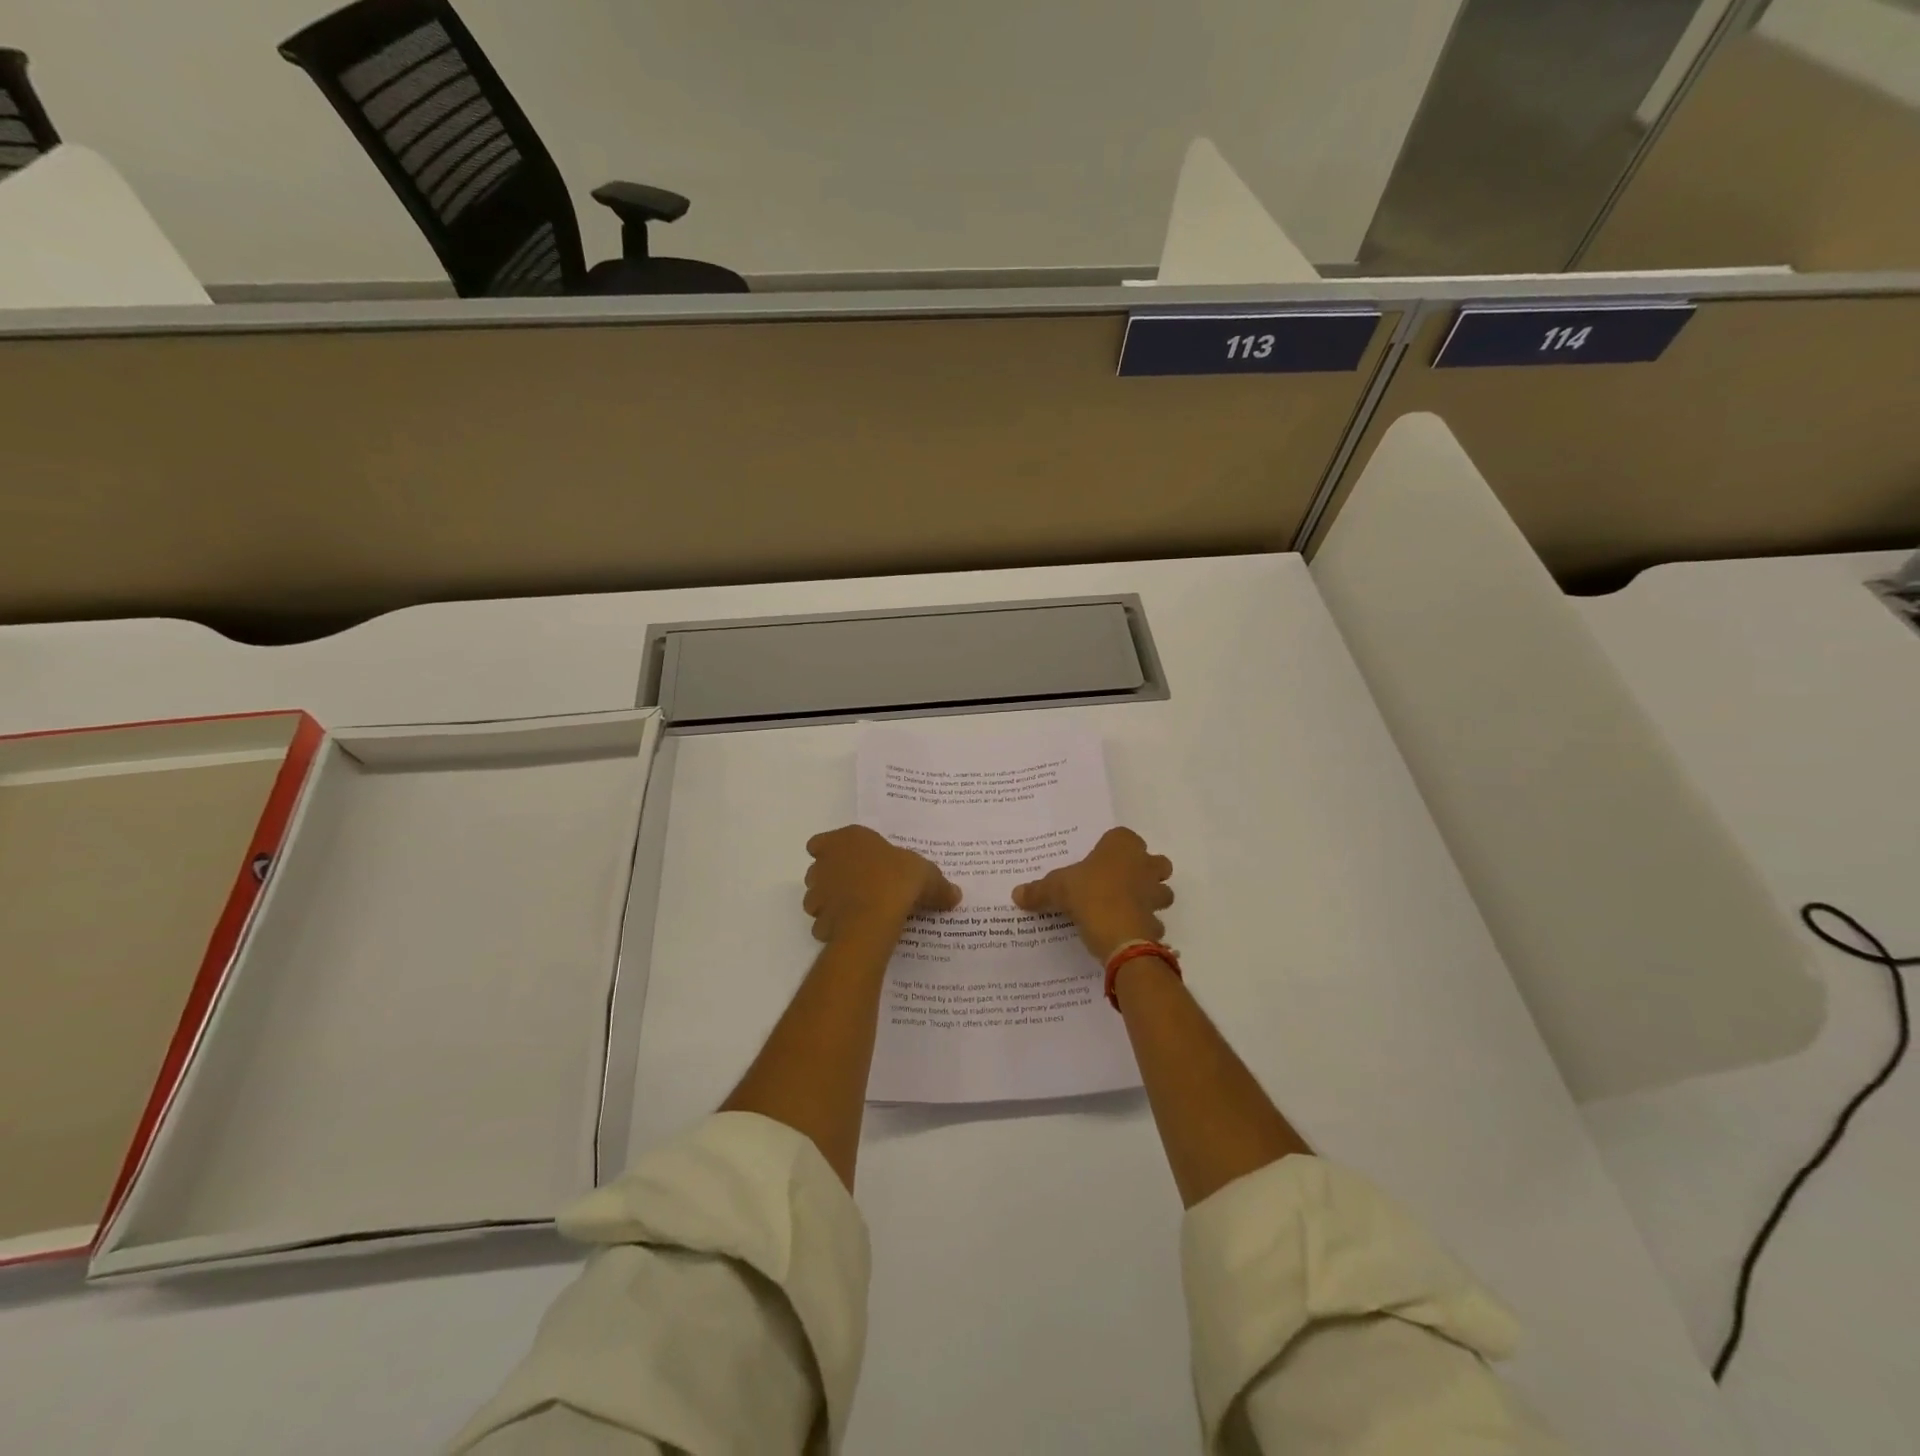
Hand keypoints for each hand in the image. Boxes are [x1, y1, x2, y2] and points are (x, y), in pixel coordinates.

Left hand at [803, 825, 961, 943]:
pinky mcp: (819, 921)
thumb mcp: (927, 876)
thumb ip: (938, 884)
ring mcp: (818, 893)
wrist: (874, 917)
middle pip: (819, 869)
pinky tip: (854, 932)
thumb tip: (955, 894)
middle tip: (859, 888)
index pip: (822, 842)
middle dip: (833, 878)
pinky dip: (835, 928)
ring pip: (817, 897)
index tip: (850, 861)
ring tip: (856, 912)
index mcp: (848, 839)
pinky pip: (824, 924)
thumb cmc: (897, 880)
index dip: (833, 852)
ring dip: (830, 904)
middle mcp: (826, 862)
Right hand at [1011, 827, 1173, 962]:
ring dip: (1150, 898)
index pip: (1124, 837)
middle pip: (1155, 862)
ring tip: (1125, 908)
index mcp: (1122, 846)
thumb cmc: (1088, 895)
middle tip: (1119, 883)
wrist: (1118, 934)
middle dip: (1145, 871)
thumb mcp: (1055, 889)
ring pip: (1162, 891)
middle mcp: (1145, 864)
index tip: (1100, 861)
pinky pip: (1154, 921)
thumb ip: (1038, 890)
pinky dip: (1144, 926)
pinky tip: (1125, 932)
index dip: (1114, 848)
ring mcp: (1155, 894)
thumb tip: (1016, 894)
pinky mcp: (1156, 921)